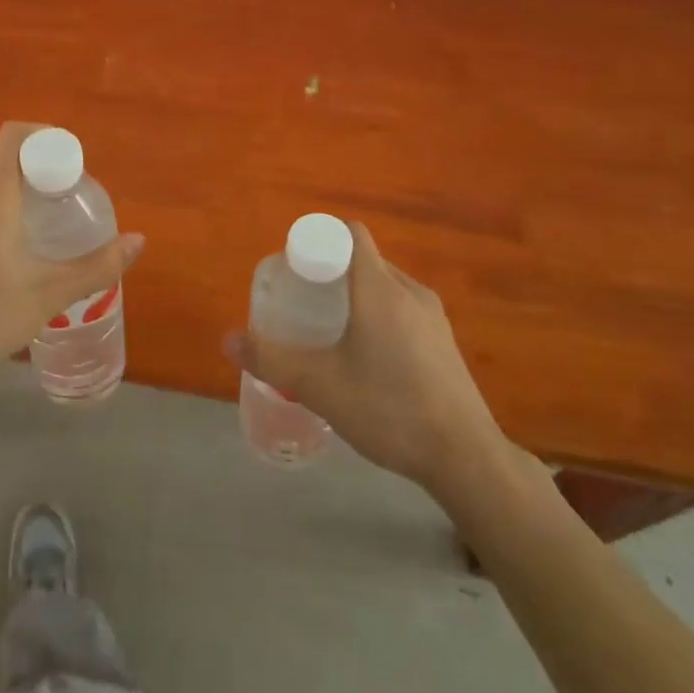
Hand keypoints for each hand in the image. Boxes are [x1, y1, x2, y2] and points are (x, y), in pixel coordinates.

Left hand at [0, 122, 145, 423]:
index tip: (69, 161)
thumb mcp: (50, 294)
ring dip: (15, 204)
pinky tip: (7, 266)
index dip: (43, 136)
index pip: (13, 138)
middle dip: (37, 178)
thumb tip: (138, 240)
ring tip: (41, 238)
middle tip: (65, 206)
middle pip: (4, 169)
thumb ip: (98, 266)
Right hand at [228, 222, 505, 487]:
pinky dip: (378, 315)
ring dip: (355, 295)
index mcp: (380, 288)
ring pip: (385, 286)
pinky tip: (365, 357)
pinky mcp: (444, 343)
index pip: (350, 234)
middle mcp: (410, 291)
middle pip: (365, 260)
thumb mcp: (319, 386)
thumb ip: (270, 360)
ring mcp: (433, 317)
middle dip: (331, 271)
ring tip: (328, 329)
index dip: (319, 240)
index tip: (295, 268)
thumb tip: (228, 340)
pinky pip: (402, 309)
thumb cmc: (388, 409)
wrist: (466, 458)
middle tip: (301, 300)